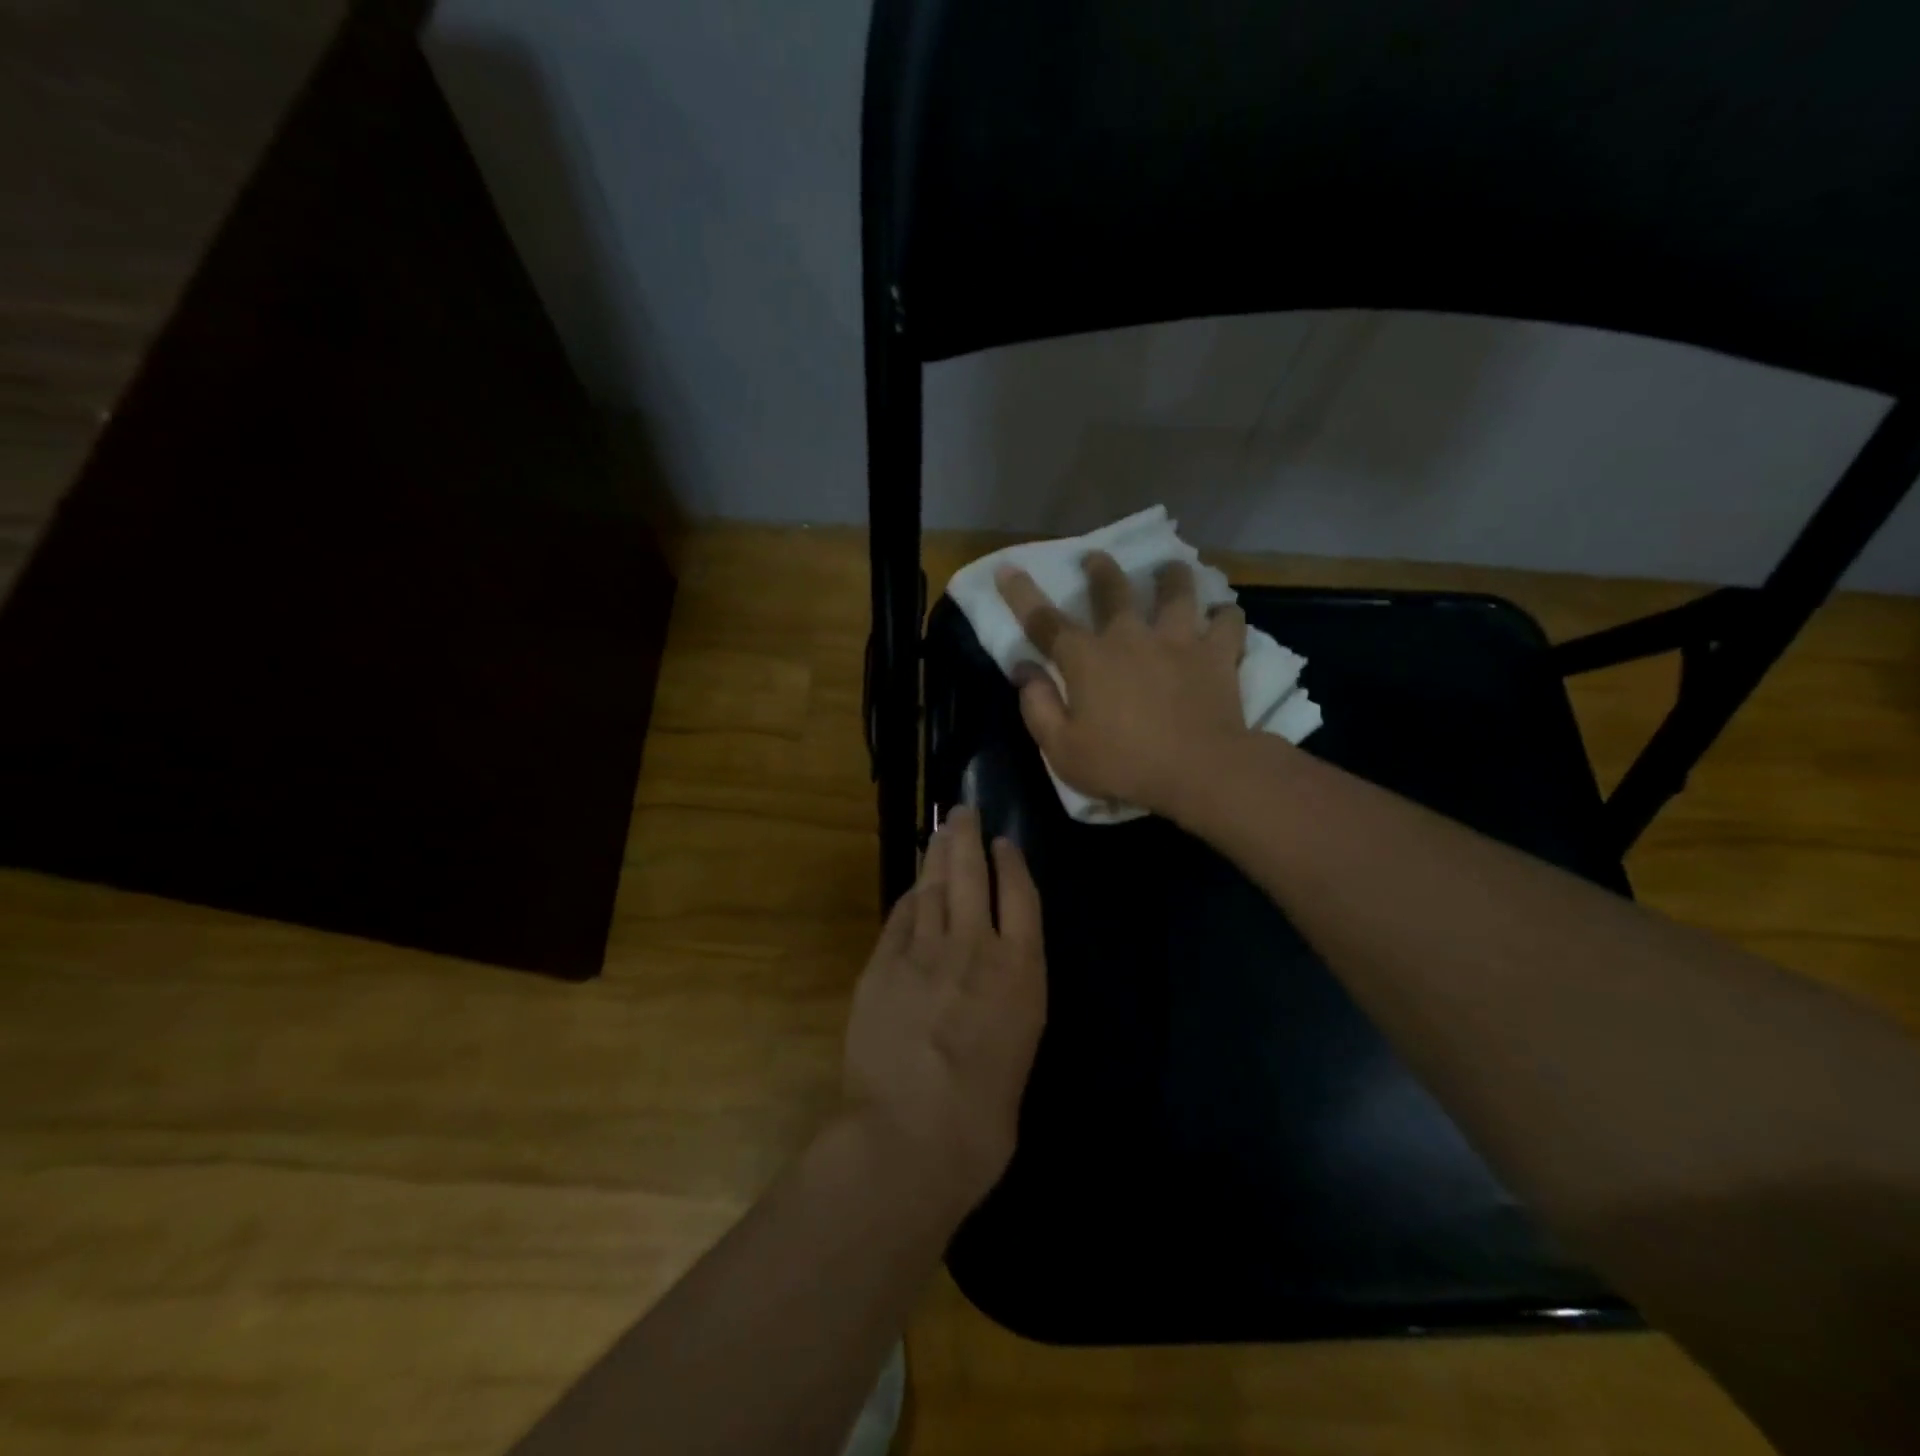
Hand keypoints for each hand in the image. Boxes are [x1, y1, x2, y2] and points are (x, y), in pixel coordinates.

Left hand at [841, 806, 1047, 1210]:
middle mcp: (975, 948)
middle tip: (963, 812)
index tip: (1005, 843)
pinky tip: (914, 887)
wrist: (908, 1139)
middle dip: (968, 837)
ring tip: (941, 832)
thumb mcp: (1019, 1055)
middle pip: (973, 874)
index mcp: (1021, 974)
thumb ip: (1008, 1008)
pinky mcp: (883, 964)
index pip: (1022, 897)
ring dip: (937, 854)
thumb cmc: (982, 1121)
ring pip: (934, 886)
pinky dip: (910, 896)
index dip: (1013, 864)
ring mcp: (925, 952)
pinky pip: (900, 917)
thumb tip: (993, 991)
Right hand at [995, 551, 1250, 817]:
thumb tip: (1024, 671)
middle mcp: (1130, 637)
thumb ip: (1037, 707)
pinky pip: (1227, 622)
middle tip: (1096, 557)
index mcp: (1087, 659)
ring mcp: (1178, 640)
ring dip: (1170, 576)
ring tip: (1169, 569)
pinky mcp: (1218, 654)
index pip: (1044, 620)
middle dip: (1100, 569)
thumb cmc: (1124, 765)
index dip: (1021, 594)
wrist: (1200, 771)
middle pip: (1113, 590)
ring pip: (1176, 591)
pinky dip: (1224, 614)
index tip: (1007, 568)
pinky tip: (1222, 614)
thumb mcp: (1062, 749)